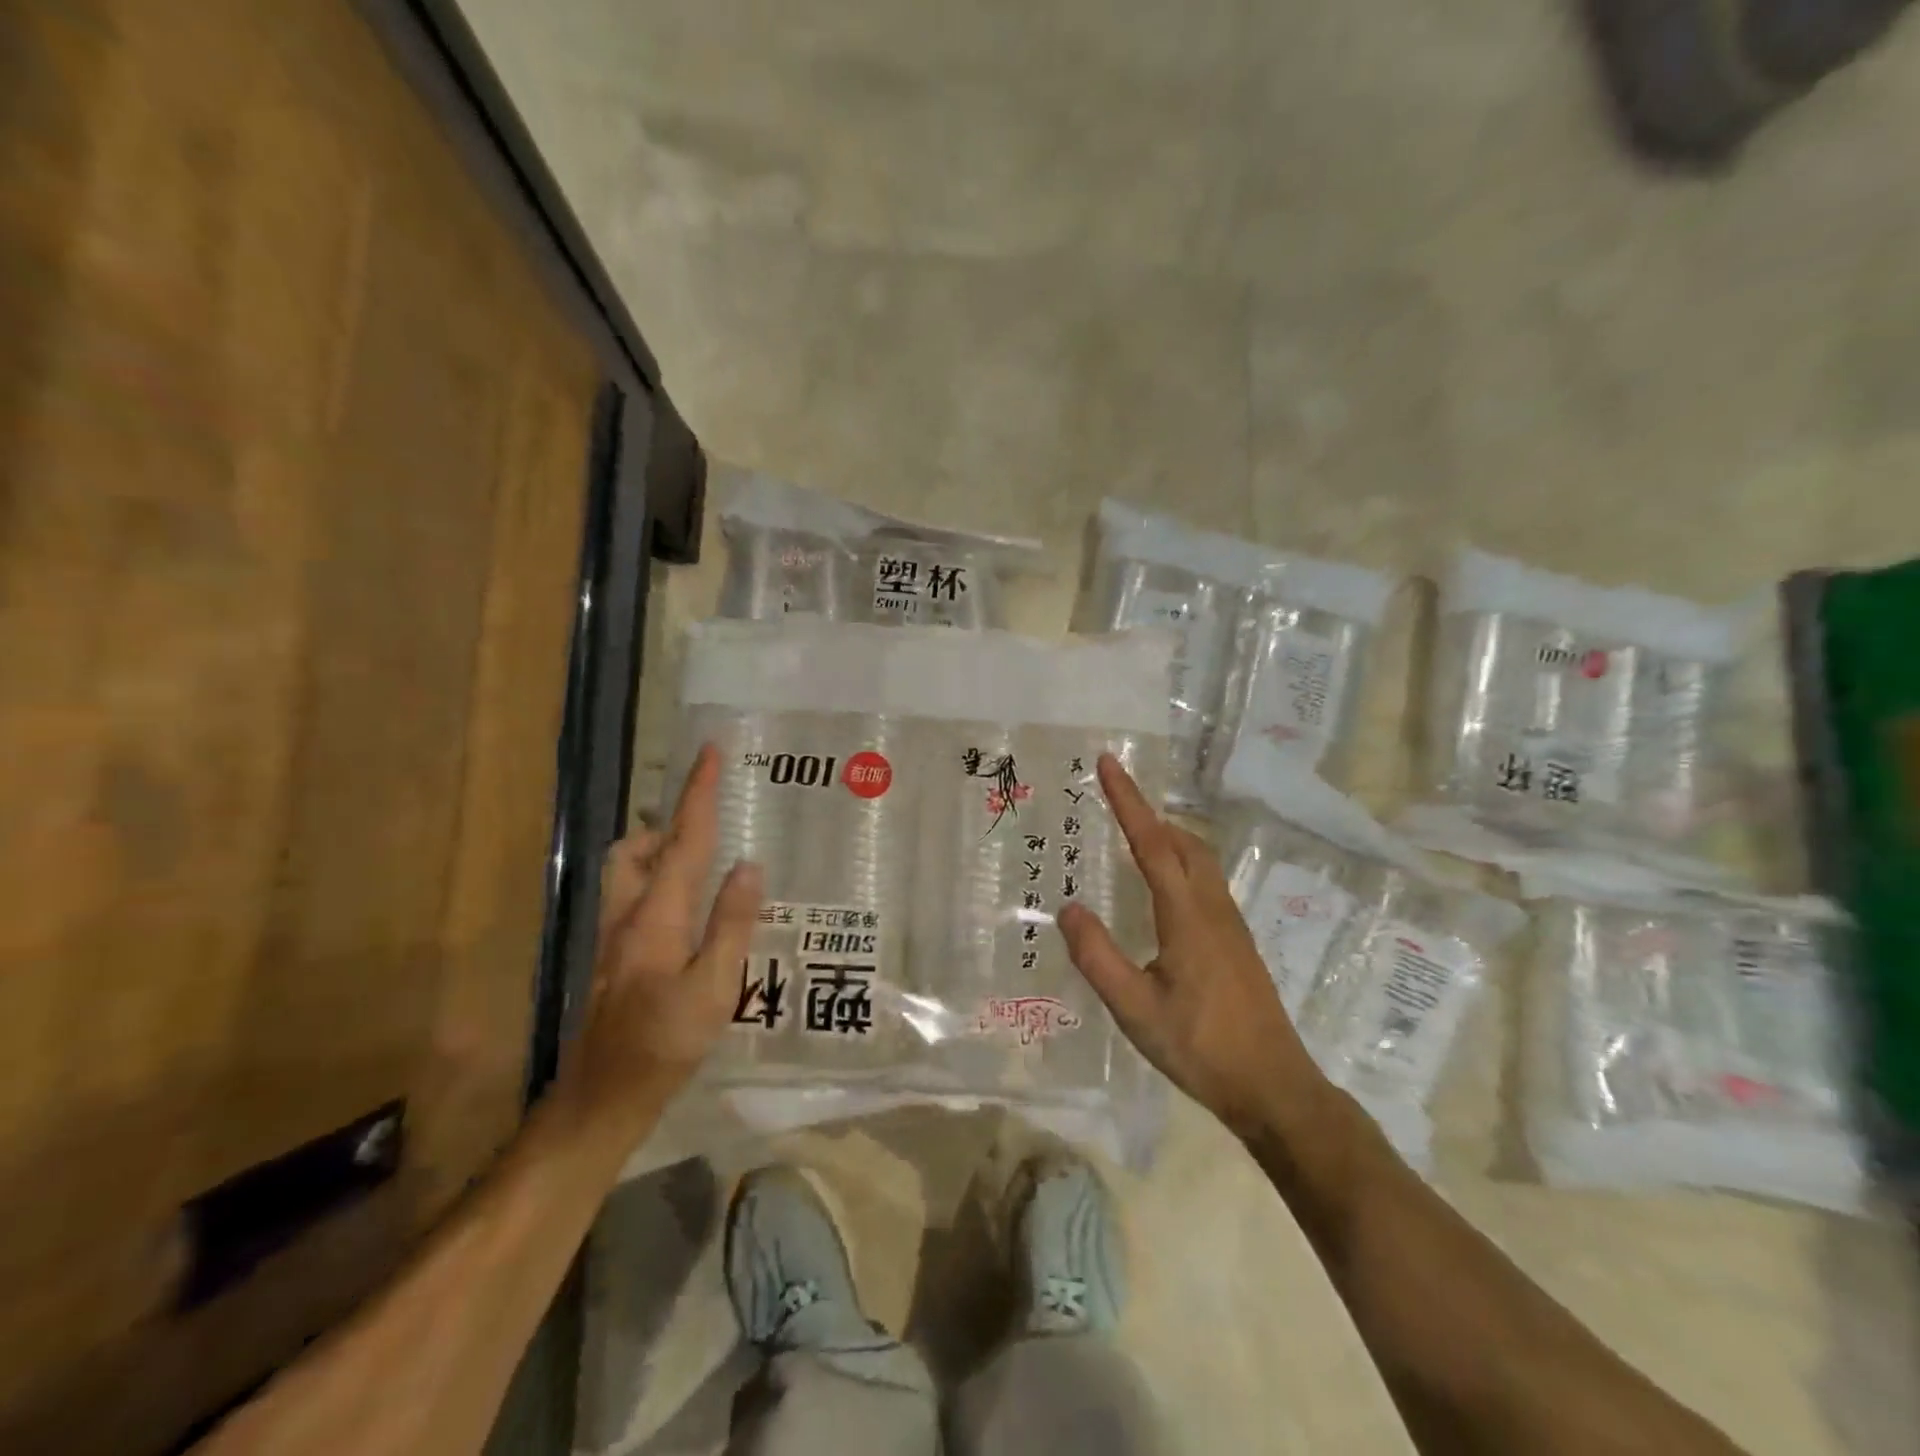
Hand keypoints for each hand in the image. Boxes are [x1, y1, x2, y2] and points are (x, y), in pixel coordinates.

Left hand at [568, 744, 762, 1132]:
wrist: (602, 1099)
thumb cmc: (664, 1045)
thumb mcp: (714, 989)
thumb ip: (732, 924)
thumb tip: (748, 866)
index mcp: (657, 915)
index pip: (683, 840)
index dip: (698, 793)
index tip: (710, 752)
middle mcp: (628, 914)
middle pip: (637, 847)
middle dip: (669, 824)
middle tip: (711, 828)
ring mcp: (613, 936)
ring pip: (628, 871)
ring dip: (659, 852)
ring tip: (703, 867)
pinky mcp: (612, 956)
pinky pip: (633, 896)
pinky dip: (658, 882)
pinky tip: (689, 914)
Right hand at [1057, 754, 1320, 1136]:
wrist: (1273, 1087)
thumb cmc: (1200, 1048)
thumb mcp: (1134, 1010)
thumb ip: (1098, 957)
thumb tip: (1068, 908)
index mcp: (1187, 915)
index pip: (1152, 842)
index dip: (1128, 800)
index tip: (1108, 763)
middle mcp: (1212, 907)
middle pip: (1182, 841)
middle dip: (1148, 812)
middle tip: (1113, 799)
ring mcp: (1230, 924)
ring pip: (1199, 858)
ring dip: (1167, 835)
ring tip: (1133, 834)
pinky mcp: (1236, 942)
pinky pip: (1206, 880)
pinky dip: (1180, 860)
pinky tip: (1164, 887)